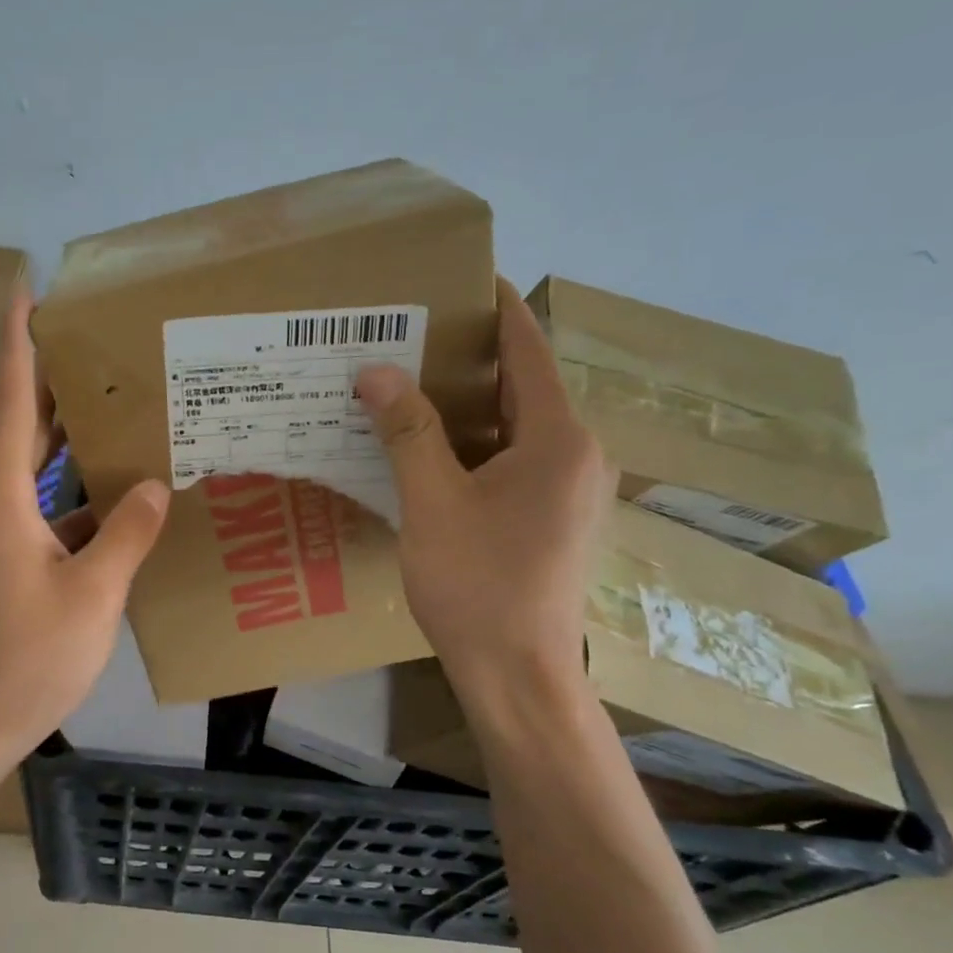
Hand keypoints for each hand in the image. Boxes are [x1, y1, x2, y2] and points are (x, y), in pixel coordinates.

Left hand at [0, 294, 169, 765]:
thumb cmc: (27, 660)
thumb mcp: (92, 595)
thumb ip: (127, 534)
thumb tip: (155, 485)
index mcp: (1, 502)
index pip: (9, 404)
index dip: (17, 345)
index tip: (24, 292)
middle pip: (19, 433)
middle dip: (50, 387)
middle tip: (91, 344)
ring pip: (31, 478)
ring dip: (66, 449)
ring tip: (115, 415)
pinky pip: (39, 517)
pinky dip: (72, 504)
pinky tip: (115, 507)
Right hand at [357, 279, 615, 695]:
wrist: (516, 674)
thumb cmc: (477, 584)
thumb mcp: (433, 503)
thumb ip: (407, 431)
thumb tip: (375, 370)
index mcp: (558, 438)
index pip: (528, 350)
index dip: (496, 309)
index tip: (460, 278)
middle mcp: (577, 454)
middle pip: (522, 386)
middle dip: (470, 358)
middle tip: (410, 336)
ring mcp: (569, 490)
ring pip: (516, 427)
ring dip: (468, 405)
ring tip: (409, 385)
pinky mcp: (553, 519)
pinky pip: (515, 461)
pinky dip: (475, 445)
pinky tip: (429, 450)